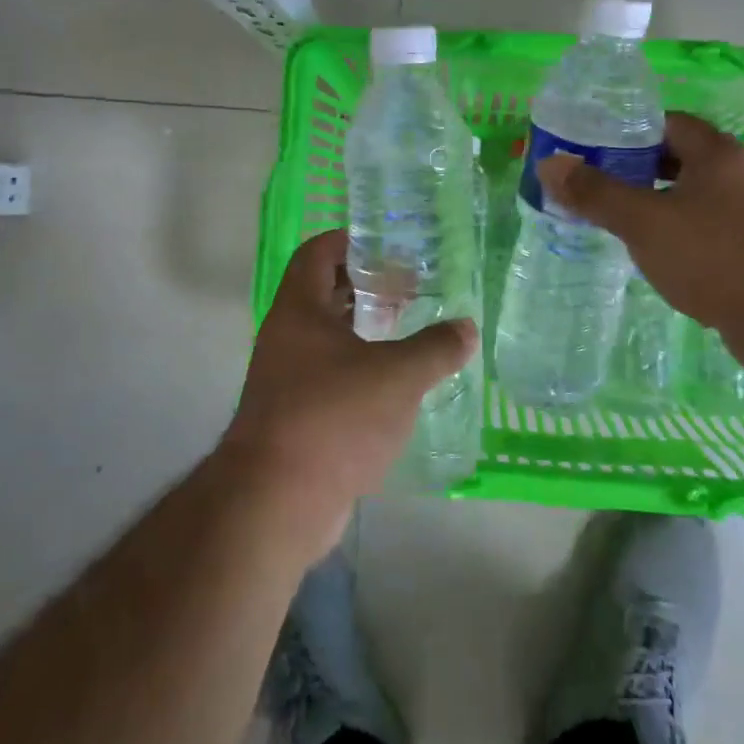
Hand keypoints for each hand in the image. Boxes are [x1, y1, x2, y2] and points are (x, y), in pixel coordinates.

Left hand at [219, 230, 476, 554]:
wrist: (276, 502)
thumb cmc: (334, 418)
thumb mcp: (397, 376)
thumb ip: (435, 348)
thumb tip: (467, 327)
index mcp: (300, 310)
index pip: (318, 252)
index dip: (351, 240)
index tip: (389, 245)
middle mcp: (287, 336)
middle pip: (325, 293)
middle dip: (366, 285)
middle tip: (410, 286)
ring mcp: (287, 378)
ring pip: (329, 336)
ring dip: (365, 328)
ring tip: (408, 329)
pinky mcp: (296, 416)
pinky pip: (331, 375)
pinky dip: (361, 368)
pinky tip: (395, 383)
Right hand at [537, 112, 743, 378]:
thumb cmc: (715, 255)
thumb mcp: (644, 221)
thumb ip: (595, 193)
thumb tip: (550, 164)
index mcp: (716, 153)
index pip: (666, 123)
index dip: (627, 131)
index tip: (591, 149)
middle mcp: (739, 174)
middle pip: (679, 159)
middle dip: (636, 170)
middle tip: (595, 186)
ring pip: (693, 197)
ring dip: (657, 204)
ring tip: (617, 221)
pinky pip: (708, 229)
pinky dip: (679, 234)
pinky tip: (656, 256)